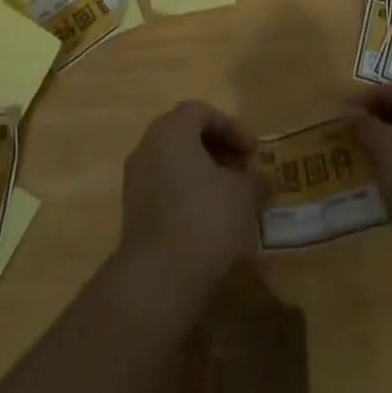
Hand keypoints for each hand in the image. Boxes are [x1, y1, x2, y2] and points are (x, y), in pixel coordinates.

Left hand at [116, 100, 261, 308]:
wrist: (158, 281)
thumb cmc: (206, 220)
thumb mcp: (243, 195)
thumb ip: (254, 179)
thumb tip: (259, 178)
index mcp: (172, 130)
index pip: (201, 111)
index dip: (231, 127)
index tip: (253, 152)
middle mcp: (147, 147)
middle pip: (184, 134)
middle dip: (215, 148)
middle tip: (241, 169)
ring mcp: (135, 181)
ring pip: (173, 162)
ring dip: (201, 173)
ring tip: (228, 197)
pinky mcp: (132, 214)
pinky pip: (163, 189)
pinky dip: (186, 194)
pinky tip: (207, 220)